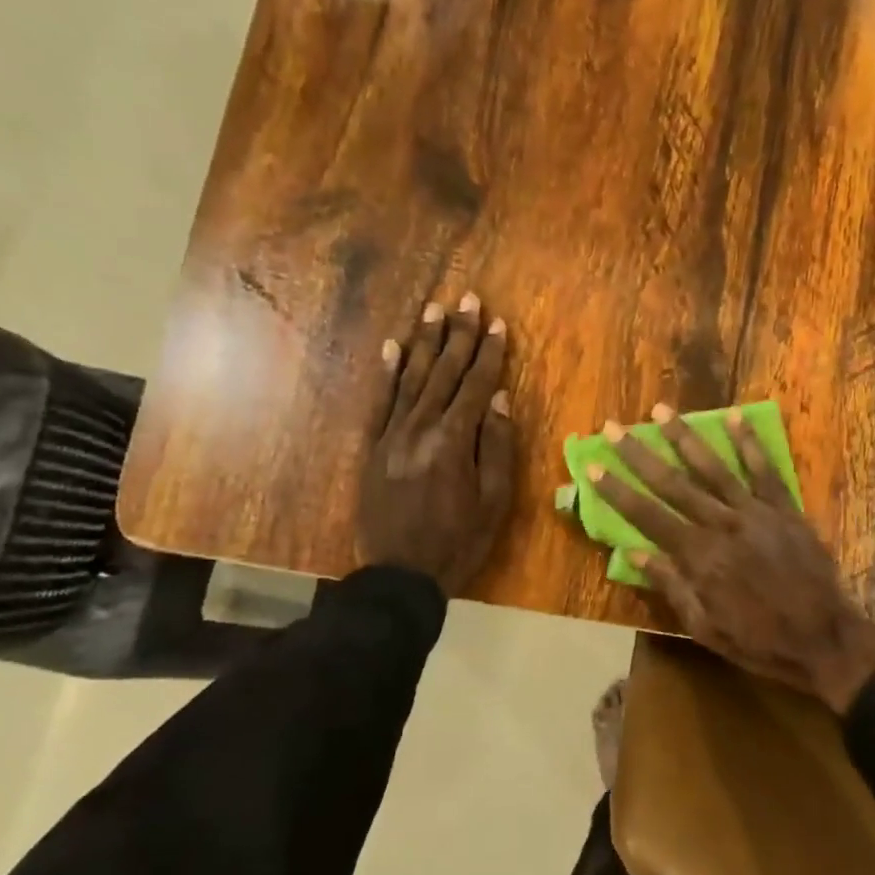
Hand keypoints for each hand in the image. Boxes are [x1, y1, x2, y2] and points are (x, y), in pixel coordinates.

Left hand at [357, 295, 514, 594]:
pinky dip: (387, 372)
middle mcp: (420, 428)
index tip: (499, 323)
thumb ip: (498, 446)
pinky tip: (393, 347)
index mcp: (455, 441)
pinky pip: (379, 401)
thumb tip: (501, 398)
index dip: (490, 353)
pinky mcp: (373, 447)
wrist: (400, 574)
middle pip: (445, 372)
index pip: (477, 385)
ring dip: (425, 342)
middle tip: (468, 300)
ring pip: (412, 378)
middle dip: (459, 335)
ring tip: (435, 310)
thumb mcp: (494, 500)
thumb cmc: (459, 540)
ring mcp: (392, 435)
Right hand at [590, 405, 874, 711]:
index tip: (593, 465)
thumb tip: (632, 554)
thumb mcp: (705, 627)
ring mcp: (755, 513)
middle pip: (673, 484)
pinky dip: (749, 443)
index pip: (647, 516)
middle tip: (615, 427)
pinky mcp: (785, 509)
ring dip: (685, 437)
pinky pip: (764, 470)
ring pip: (713, 468)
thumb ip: (671, 586)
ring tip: (661, 411)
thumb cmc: (759, 641)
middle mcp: (721, 525)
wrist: (824, 639)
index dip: (617, 490)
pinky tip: (735, 416)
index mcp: (698, 557)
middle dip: (640, 454)